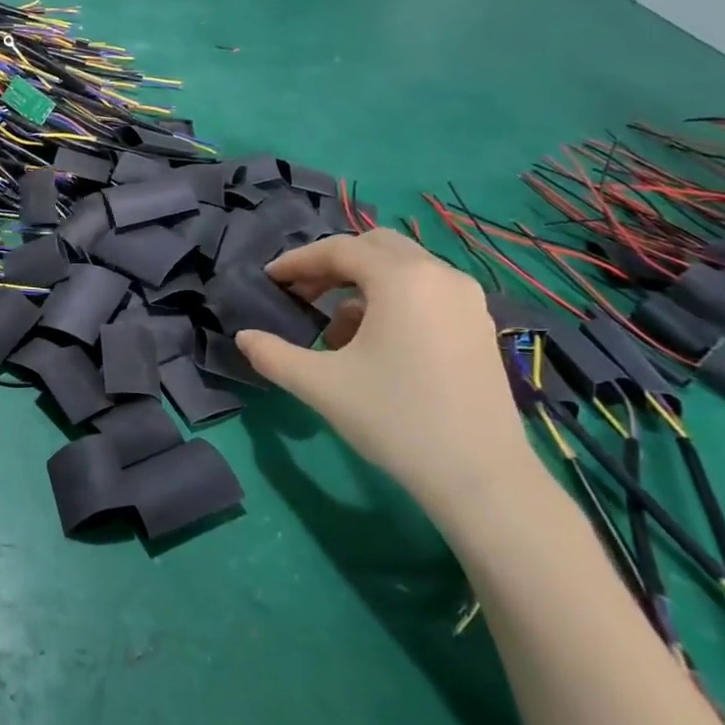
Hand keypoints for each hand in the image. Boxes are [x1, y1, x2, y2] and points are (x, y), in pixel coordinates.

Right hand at [234, 230, 537, 518]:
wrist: (480, 477)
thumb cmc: (394, 418)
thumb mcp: (320, 385)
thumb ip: (273, 355)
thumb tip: (243, 337)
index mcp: (402, 279)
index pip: (340, 250)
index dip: (298, 261)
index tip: (269, 279)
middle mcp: (439, 275)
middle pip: (375, 248)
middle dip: (332, 265)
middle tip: (301, 293)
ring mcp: (467, 300)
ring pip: (403, 270)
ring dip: (362, 285)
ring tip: (334, 330)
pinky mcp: (479, 326)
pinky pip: (425, 292)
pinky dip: (392, 301)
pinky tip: (374, 345)